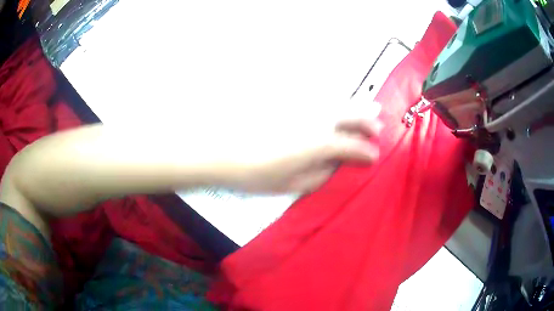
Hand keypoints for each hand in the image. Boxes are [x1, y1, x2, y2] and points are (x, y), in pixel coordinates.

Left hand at [222, 105, 381, 192]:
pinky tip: (340, 103)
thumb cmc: (255, 173)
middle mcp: (319, 118)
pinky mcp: (292, 96)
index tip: (375, 157)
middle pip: (353, 116)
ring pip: (340, 101)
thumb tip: (336, 166)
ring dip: (359, 106)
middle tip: (378, 129)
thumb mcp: (291, 184)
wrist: (221, 148)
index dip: (367, 152)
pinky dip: (337, 99)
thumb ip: (319, 175)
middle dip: (370, 123)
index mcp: (321, 143)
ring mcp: (305, 104)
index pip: (353, 146)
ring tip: (372, 107)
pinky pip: (321, 95)